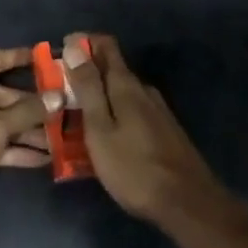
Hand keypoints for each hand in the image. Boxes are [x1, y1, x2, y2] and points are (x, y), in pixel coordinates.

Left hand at [0, 49, 49, 214]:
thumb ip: (26, 114)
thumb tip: (57, 97)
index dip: (22, 58)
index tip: (46, 56)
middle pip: (2, 95)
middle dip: (31, 107)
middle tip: (64, 112)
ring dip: (26, 132)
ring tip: (60, 140)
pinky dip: (12, 150)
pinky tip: (41, 159)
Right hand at [52, 34, 226, 224]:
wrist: (188, 204)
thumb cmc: (134, 167)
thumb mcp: (100, 129)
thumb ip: (88, 87)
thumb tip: (74, 46)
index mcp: (126, 85)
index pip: (105, 45)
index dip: (82, 43)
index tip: (59, 54)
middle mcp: (143, 90)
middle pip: (112, 68)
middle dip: (86, 72)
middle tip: (60, 91)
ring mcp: (157, 111)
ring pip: (122, 92)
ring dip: (99, 95)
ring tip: (76, 115)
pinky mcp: (164, 130)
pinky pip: (131, 110)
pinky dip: (113, 112)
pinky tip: (105, 134)